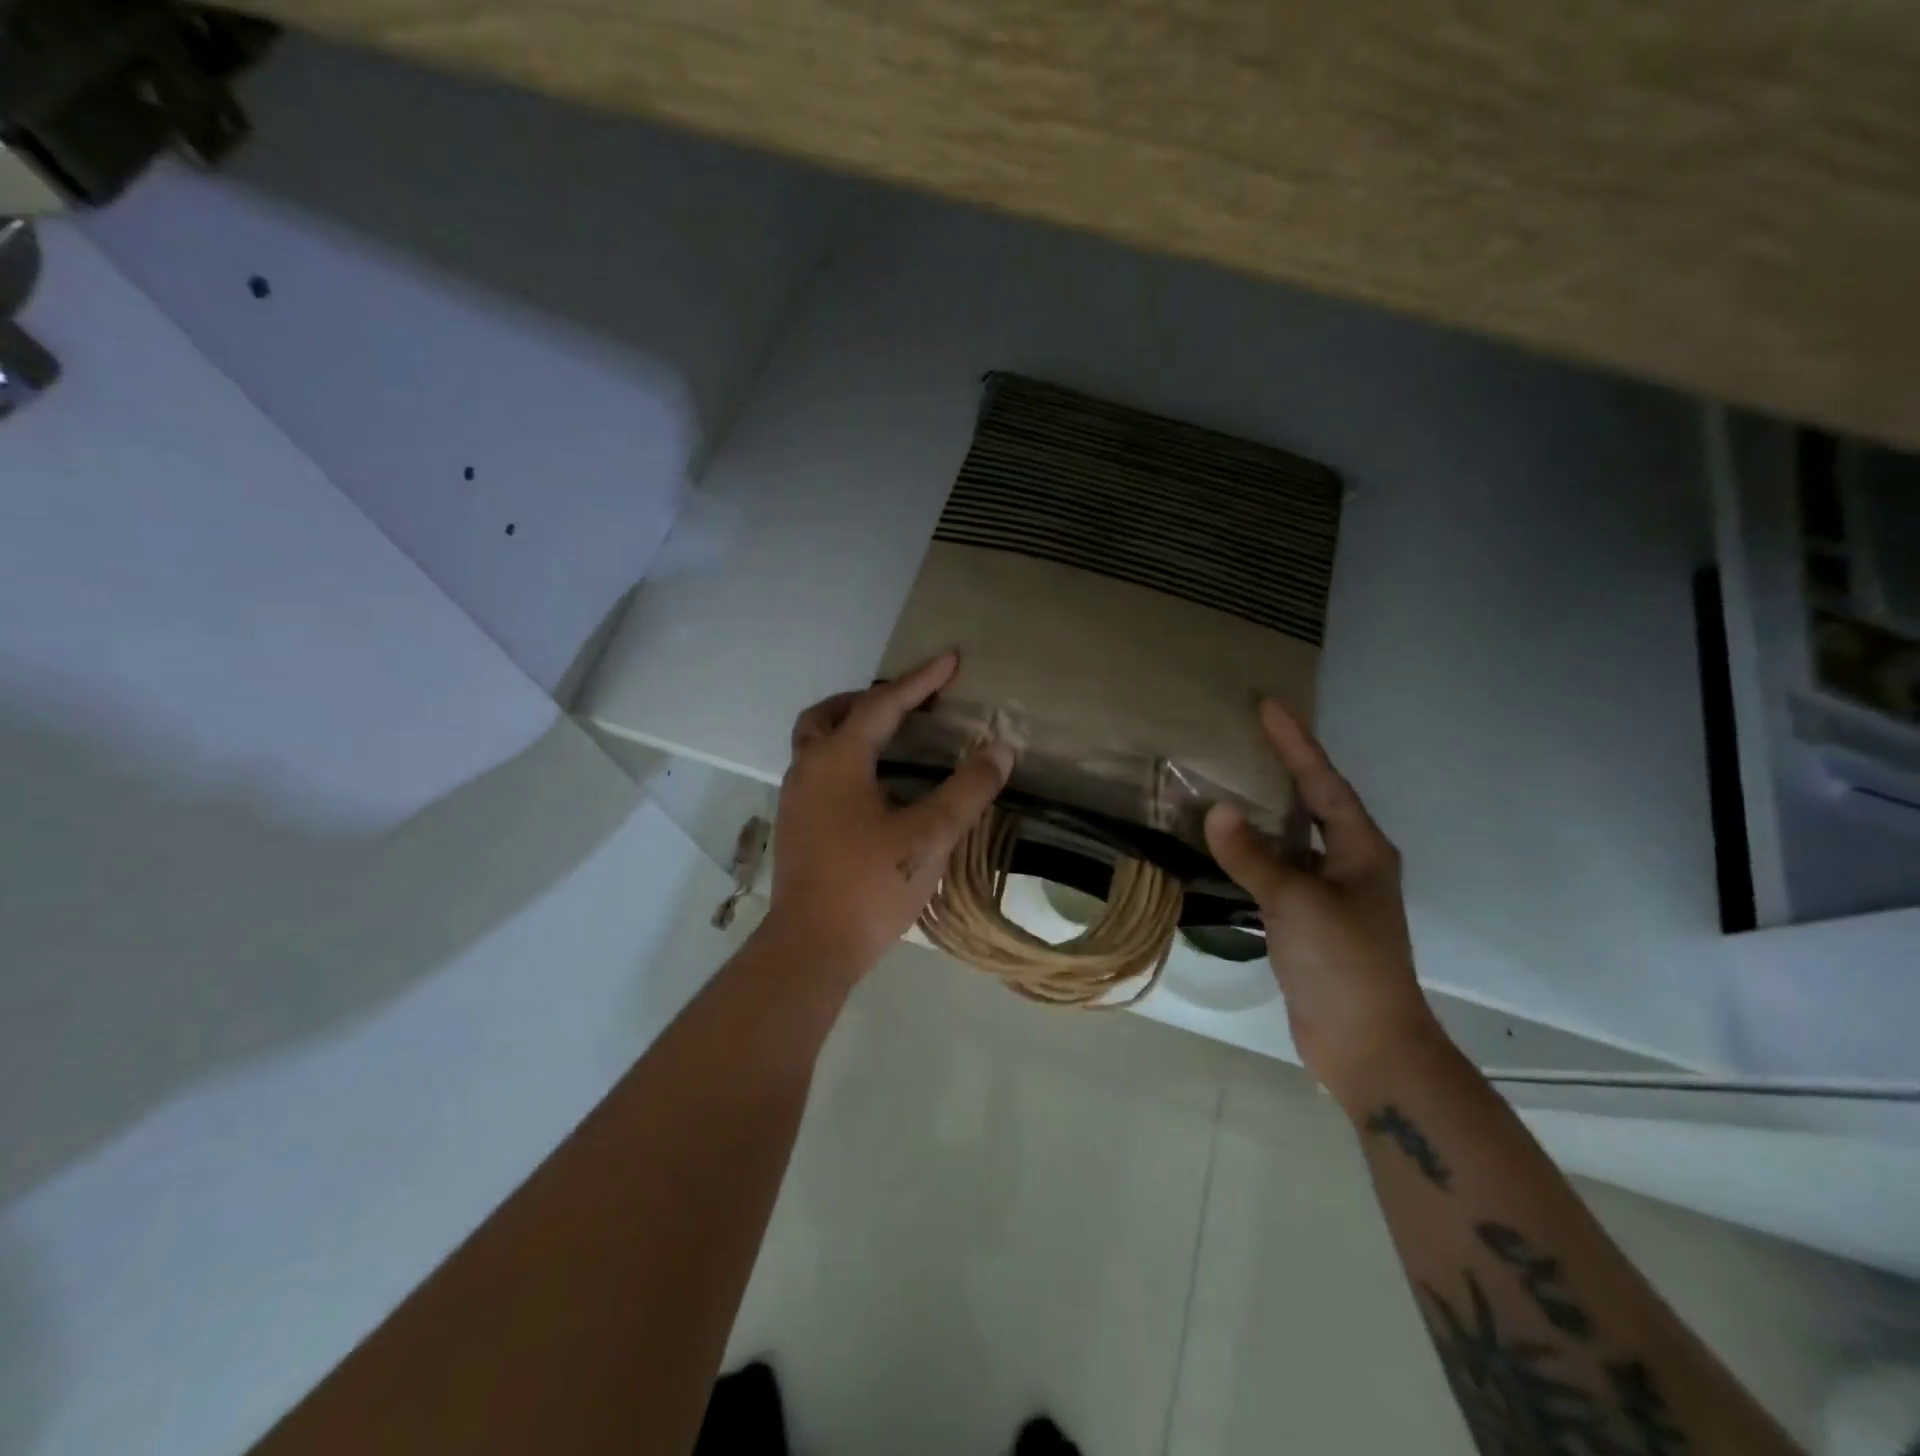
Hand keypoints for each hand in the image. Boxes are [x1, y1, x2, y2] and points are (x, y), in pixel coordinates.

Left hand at [762, 653, 1013, 981]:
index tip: (951, 659)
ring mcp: (795, 798)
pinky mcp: (796, 826)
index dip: (920, 681)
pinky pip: (818, 770)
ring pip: (817, 743)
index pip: (882, 705)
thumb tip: (999, 750)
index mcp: (837, 760)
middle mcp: (807, 769)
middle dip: (869, 700)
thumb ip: (967, 790)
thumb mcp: (930, 835)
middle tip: (907, 704)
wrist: (811, 947)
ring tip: (893, 740)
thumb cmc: (870, 885)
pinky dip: (845, 759)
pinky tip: (875, 787)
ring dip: (851, 729)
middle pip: (830, 714)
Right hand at [1204, 701, 1441, 1105]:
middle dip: (1283, 768)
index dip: (1296, 743)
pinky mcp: (1308, 920)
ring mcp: (1329, 893)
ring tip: (1228, 779)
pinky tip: (1225, 844)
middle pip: (1312, 803)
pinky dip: (1252, 851)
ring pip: (1292, 837)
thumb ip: (1254, 856)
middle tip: (1246, 735)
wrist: (1367, 1045)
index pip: (1323, 783)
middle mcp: (1349, 863)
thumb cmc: (1344, 964)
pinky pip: (1277, 869)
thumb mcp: (1298, 903)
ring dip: (1264, 810)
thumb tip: (1215, 810)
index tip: (1267, 706)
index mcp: (1360, 849)